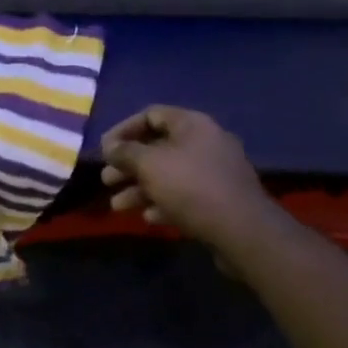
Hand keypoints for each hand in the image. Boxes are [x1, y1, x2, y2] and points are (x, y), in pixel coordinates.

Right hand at [99, 106, 280, 252]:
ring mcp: (215, 172)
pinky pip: (185, 195)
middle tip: (107, 180)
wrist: (242, 232)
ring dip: (140, 188)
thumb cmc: (190, 187)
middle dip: (129, 165)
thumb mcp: (149, 164)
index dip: (124, 129)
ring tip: (119, 206)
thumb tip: (110, 146)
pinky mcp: (220, 200)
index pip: (151, 115)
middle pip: (158, 147)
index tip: (105, 149)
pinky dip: (164, 203)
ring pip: (169, 174)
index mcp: (192, 125)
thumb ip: (125, 152)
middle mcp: (206, 143)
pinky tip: (149, 218)